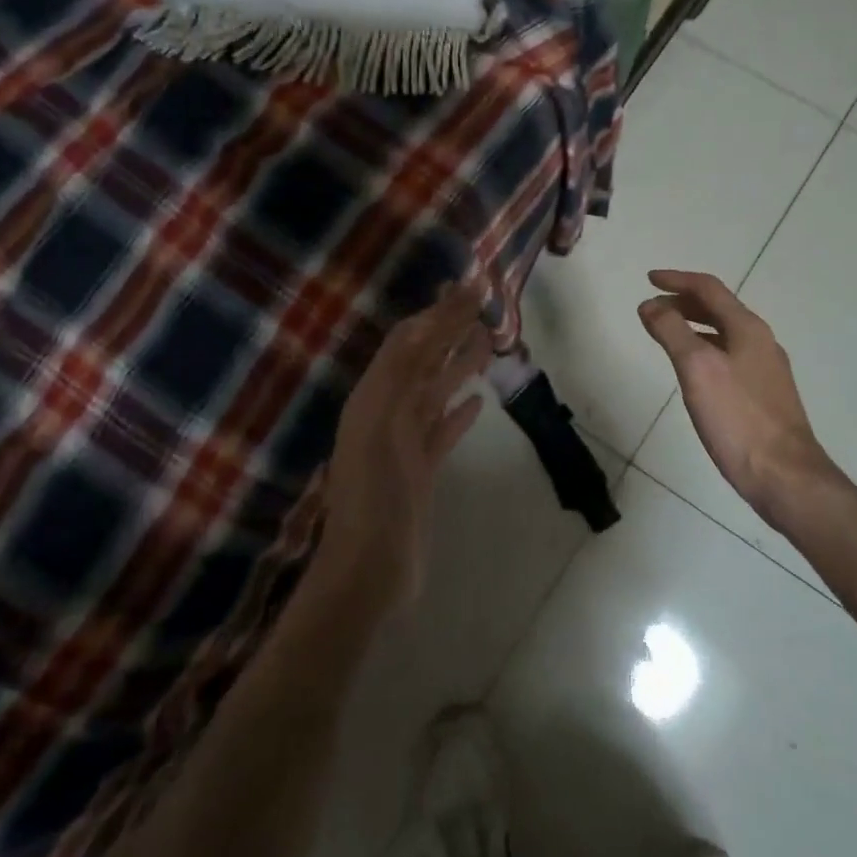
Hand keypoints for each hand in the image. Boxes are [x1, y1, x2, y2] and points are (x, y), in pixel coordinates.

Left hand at [309, 286, 489, 614]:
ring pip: (437, 393)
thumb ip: (404, 371)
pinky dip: (459, 413)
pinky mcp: (421, 472)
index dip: (438, 311)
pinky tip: (478, 402)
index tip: (472, 285)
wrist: (368, 571)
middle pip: (424, 361)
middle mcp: (387, 413)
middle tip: (484, 303)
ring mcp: (404, 444)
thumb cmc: (374, 494)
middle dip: (450, 330)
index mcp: (374, 397)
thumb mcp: (382, 423)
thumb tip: (429, 320)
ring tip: (488, 341)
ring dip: (460, 365)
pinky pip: (442, 431)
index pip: (410, 341)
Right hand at [638, 270, 843, 529]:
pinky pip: (729, 356)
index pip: (709, 288)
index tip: (648, 279)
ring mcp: (766, 369)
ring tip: (666, 334)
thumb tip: (650, 304)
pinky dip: (705, 349)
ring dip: (693, 326)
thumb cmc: (738, 419)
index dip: (677, 280)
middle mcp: (761, 341)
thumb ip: (672, 332)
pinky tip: (694, 371)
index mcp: (748, 328)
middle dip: (683, 302)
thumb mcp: (697, 369)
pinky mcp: (764, 395)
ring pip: (724, 333)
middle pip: (719, 308)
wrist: (785, 475)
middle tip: (652, 308)